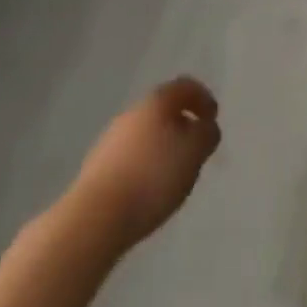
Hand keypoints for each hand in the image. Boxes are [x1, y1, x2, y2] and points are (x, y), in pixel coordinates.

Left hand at [69, 77, 221, 247]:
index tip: (213, 118)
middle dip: (181, 125)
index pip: (185, 87)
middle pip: (163, 110)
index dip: (203, 98)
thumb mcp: (194, 153)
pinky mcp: (95, 169)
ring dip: (161, 148)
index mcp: (157, 101)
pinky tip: (147, 191)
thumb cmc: (152, 177)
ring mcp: (110, 141)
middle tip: (194, 148)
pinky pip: (129, 159)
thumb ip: (207, 135)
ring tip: (172, 175)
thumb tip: (206, 128)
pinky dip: (143, 167)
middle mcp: (132, 113)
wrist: (94, 219)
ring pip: (145, 135)